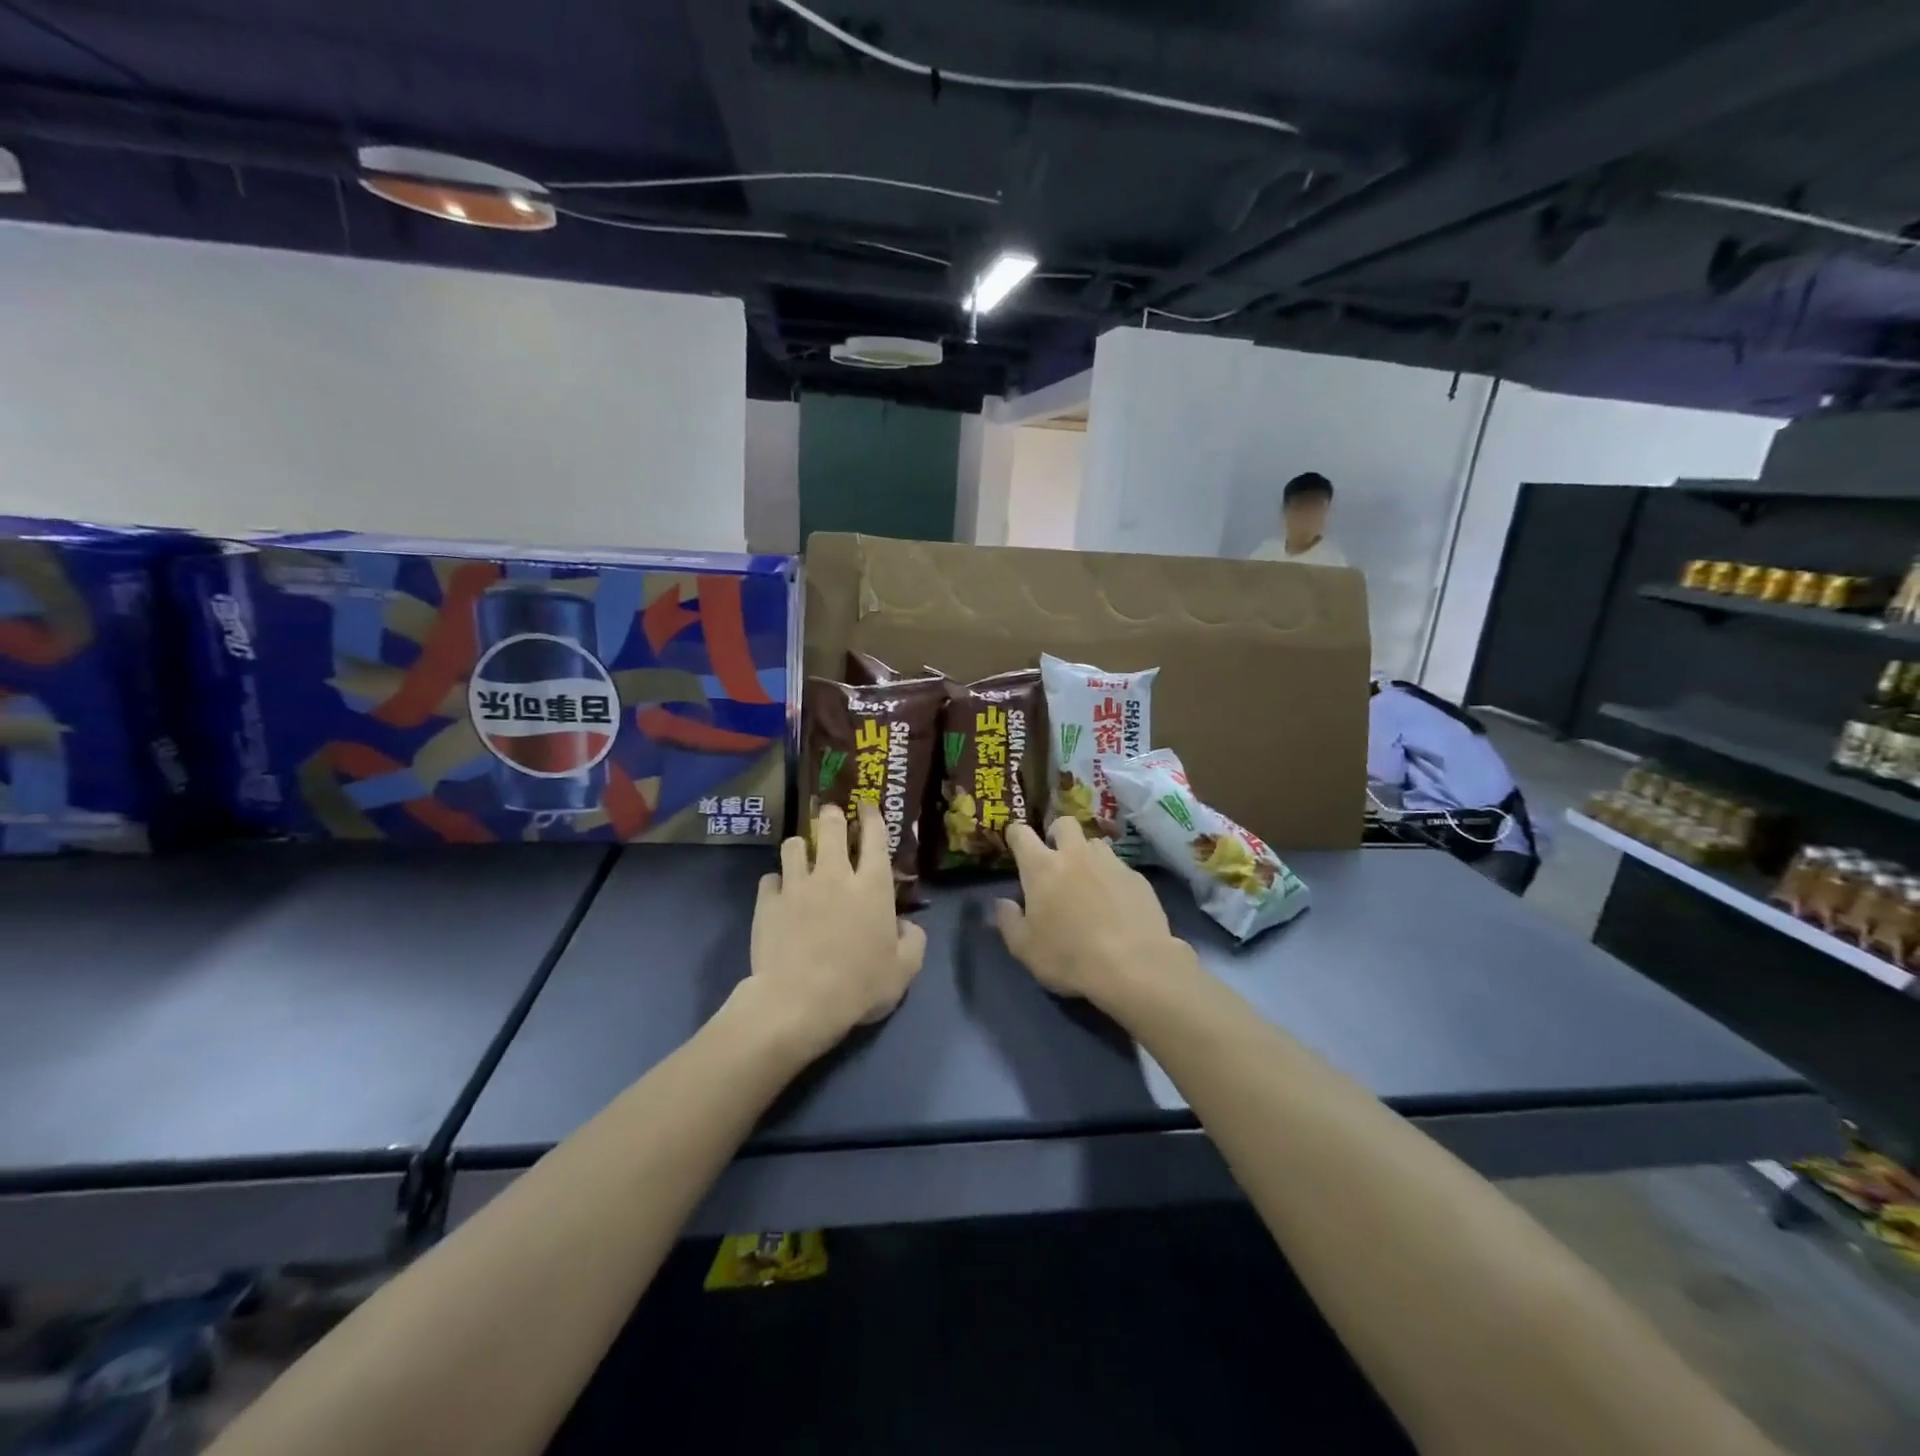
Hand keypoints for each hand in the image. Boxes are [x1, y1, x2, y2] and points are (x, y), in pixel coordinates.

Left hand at [748, 802, 925, 1056]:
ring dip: (801, 846)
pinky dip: (776, 882)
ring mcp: (797, 885)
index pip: (875, 836)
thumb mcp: (904, 970)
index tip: (867, 806)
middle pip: (831, 828)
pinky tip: (779, 892)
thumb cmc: (859, 985)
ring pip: (795, 845)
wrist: (798, 1002)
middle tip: (831, 814)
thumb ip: (913, 941)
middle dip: (832, 815)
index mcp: (872, 886)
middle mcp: (835, 874)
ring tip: (802, 853)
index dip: (872, 816)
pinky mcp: (768, 902)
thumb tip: (906, 926)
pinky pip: (770, 878)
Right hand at [994, 817, 1180, 1006]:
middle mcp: (1075, 854)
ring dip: (1087, 855)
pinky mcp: (1137, 877)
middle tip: (1056, 858)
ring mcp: (1110, 862)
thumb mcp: (1025, 948)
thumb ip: (1008, 921)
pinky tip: (1116, 904)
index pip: (1021, 833)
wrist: (1134, 965)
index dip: (1015, 834)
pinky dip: (1112, 879)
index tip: (1015, 842)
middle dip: (1057, 834)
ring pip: (1094, 844)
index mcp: (1042, 867)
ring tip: (1088, 882)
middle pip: (1064, 823)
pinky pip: (1119, 868)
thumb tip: (1002, 902)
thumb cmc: (1069, 956)